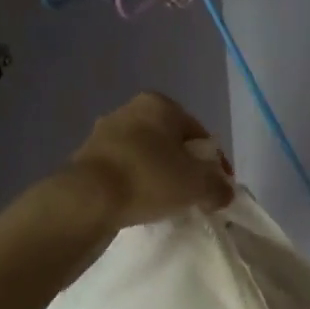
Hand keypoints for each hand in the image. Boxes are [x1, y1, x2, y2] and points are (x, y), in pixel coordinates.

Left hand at [68, 92, 234, 230]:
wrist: (87, 199)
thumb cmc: (149, 179)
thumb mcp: (198, 185)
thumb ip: (219, 187)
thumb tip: (223, 192)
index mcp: (160, 104)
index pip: (199, 133)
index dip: (212, 163)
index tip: (215, 188)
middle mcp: (130, 109)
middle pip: (171, 143)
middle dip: (183, 167)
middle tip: (192, 196)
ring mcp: (104, 132)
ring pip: (145, 156)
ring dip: (157, 176)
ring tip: (165, 204)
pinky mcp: (86, 157)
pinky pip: (123, 170)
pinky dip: (134, 184)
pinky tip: (138, 204)